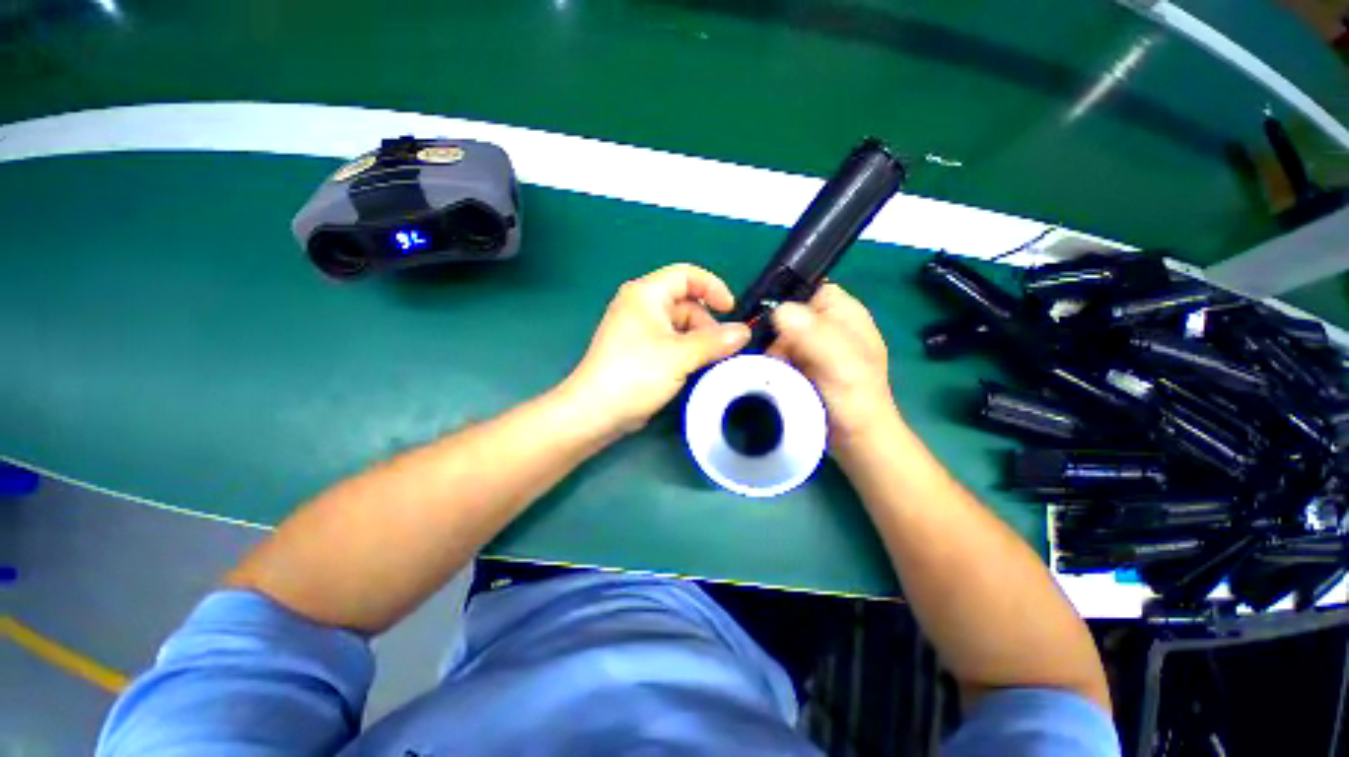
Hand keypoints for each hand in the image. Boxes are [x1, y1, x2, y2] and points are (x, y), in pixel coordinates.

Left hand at [564, 264, 750, 435]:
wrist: (596, 411)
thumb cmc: (635, 374)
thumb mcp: (680, 355)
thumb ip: (715, 341)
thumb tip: (744, 332)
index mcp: (646, 294)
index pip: (686, 275)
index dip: (712, 287)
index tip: (731, 310)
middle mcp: (641, 306)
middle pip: (685, 303)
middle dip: (707, 323)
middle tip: (722, 348)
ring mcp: (639, 329)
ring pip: (680, 325)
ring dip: (699, 340)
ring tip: (712, 361)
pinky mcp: (640, 350)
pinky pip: (671, 342)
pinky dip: (687, 351)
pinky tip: (696, 367)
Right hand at [768, 283, 899, 451]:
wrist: (855, 438)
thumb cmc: (856, 397)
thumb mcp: (840, 362)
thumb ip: (814, 334)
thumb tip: (779, 311)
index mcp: (843, 311)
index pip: (807, 287)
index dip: (786, 299)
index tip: (770, 323)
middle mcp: (827, 323)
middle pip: (787, 314)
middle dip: (776, 334)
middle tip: (778, 357)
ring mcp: (814, 346)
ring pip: (779, 336)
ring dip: (773, 352)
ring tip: (779, 372)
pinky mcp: (802, 364)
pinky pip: (778, 355)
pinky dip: (773, 364)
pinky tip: (777, 378)